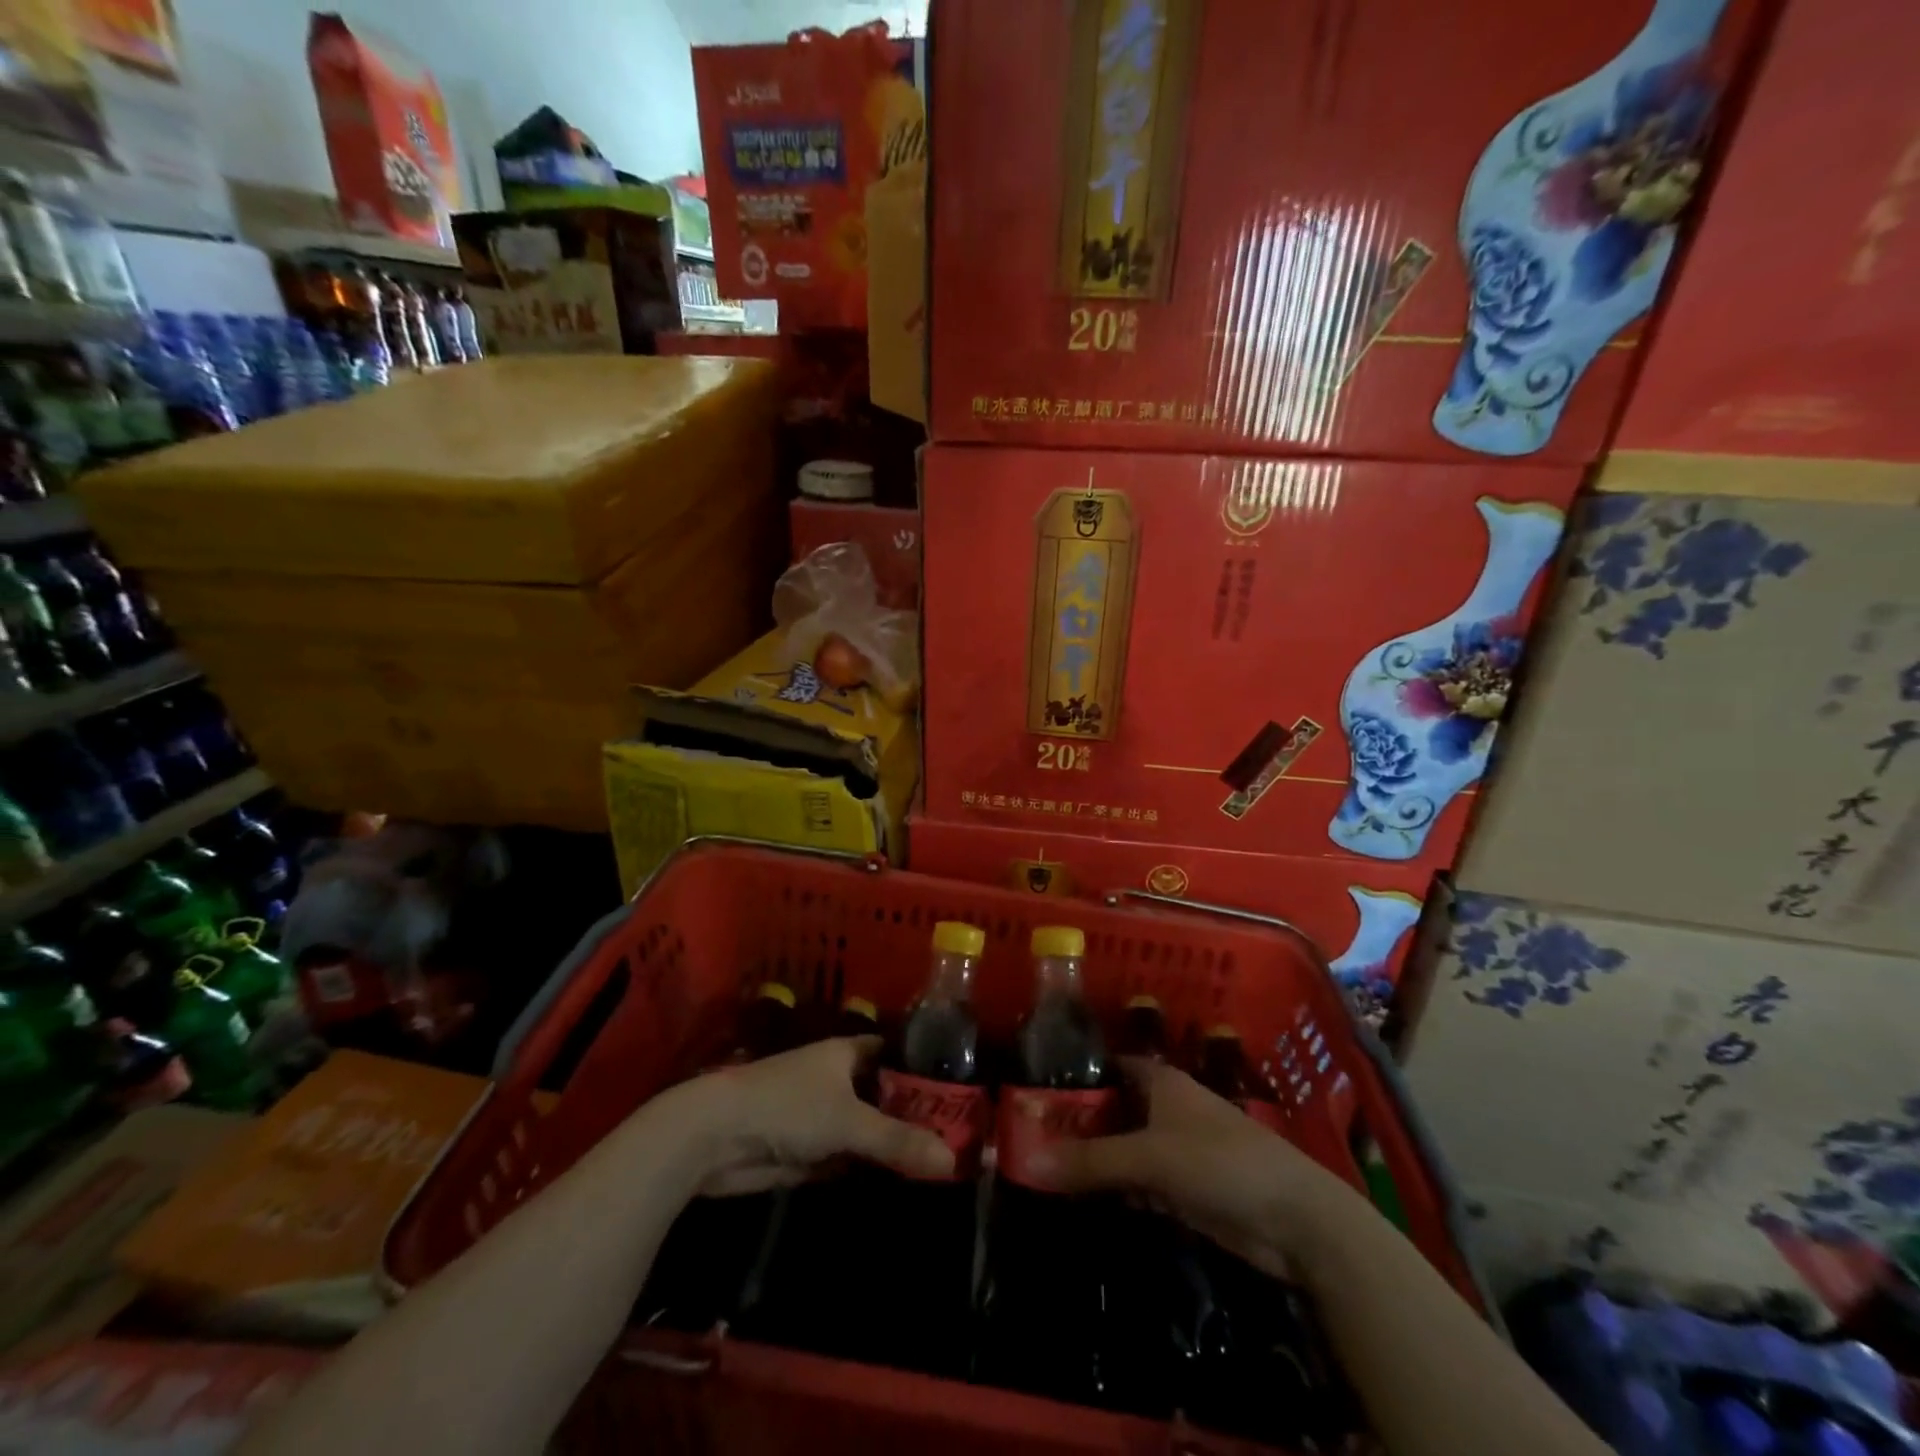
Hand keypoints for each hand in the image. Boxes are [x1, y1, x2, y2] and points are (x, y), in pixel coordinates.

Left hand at [668, 1036, 953, 1195]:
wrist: (717, 1138)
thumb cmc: (787, 1106)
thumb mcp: (848, 1121)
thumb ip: (898, 1140)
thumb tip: (953, 1160)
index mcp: (849, 1053)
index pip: (897, 1053)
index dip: (925, 1068)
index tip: (962, 1089)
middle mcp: (839, 1079)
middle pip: (886, 1095)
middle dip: (916, 1115)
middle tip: (962, 1136)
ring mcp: (824, 1116)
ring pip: (870, 1129)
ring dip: (895, 1145)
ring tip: (944, 1162)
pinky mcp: (810, 1152)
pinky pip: (851, 1158)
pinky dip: (871, 1168)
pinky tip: (905, 1182)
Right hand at [1025, 1057, 1358, 1277]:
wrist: (1296, 1221)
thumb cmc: (1221, 1163)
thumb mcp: (1150, 1157)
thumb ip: (1091, 1160)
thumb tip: (1027, 1159)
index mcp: (1160, 1081)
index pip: (1107, 1066)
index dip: (1074, 1074)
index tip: (1033, 1090)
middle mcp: (1164, 1108)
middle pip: (1111, 1109)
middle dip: (1075, 1122)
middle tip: (1024, 1135)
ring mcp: (1175, 1149)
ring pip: (1122, 1147)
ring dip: (1091, 1158)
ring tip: (1040, 1164)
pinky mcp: (1184, 1188)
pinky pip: (1136, 1181)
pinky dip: (1113, 1187)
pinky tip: (1080, 1196)